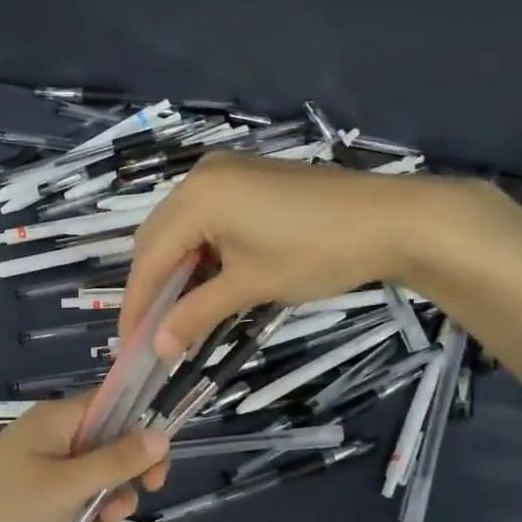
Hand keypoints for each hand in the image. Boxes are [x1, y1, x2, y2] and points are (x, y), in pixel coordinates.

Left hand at [0, 396, 169, 521]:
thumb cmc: (8, 506)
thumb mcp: (69, 484)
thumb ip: (117, 460)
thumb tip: (161, 435)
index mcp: (58, 418)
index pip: (114, 403)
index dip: (142, 428)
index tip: (158, 466)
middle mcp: (50, 433)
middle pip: (107, 441)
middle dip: (125, 474)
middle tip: (131, 503)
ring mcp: (39, 463)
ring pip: (92, 472)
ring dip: (107, 498)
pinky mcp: (30, 492)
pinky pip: (71, 493)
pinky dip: (85, 511)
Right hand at [122, 153, 427, 355]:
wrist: (392, 220)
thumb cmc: (315, 252)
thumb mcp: (250, 285)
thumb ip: (196, 314)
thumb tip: (157, 348)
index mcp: (196, 196)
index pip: (150, 257)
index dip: (137, 304)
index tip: (129, 344)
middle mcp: (201, 177)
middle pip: (158, 238)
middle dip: (153, 286)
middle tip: (152, 331)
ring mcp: (227, 173)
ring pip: (181, 228)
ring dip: (177, 270)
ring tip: (177, 313)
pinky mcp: (249, 180)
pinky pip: (207, 218)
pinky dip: (200, 252)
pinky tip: (206, 281)